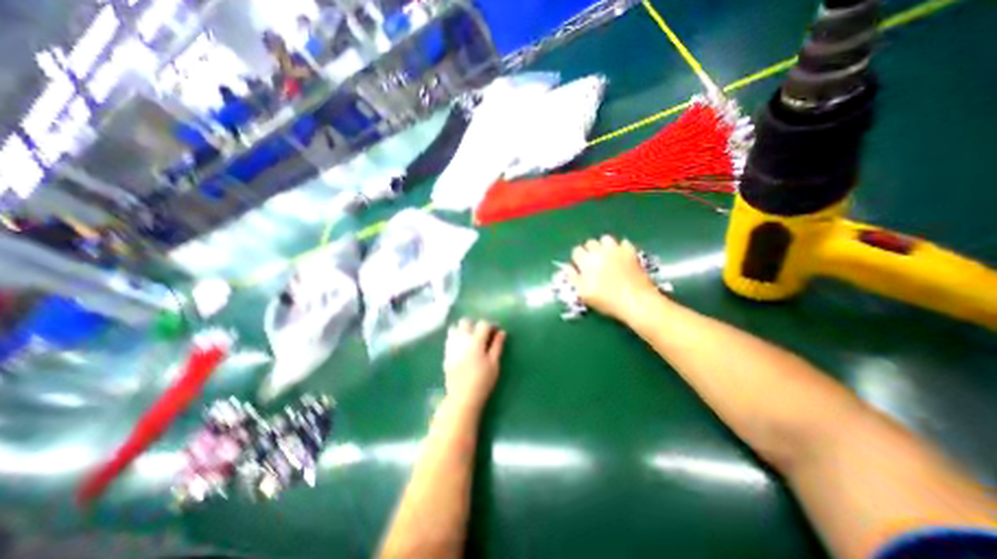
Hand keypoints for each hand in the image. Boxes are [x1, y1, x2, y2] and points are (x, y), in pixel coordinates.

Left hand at [444, 321, 507, 407]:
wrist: (462, 397)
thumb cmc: (482, 381)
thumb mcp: (494, 363)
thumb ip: (497, 346)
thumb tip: (501, 332)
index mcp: (476, 341)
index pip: (483, 324)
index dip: (491, 325)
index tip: (496, 332)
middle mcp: (462, 339)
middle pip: (466, 322)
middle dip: (475, 325)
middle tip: (483, 335)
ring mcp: (452, 346)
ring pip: (455, 328)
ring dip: (464, 329)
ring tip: (471, 339)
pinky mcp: (446, 353)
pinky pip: (450, 338)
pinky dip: (456, 337)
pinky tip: (463, 347)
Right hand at [569, 236, 660, 323]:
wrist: (636, 300)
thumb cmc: (607, 300)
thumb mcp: (584, 293)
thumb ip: (573, 278)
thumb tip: (567, 267)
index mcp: (586, 261)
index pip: (576, 251)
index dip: (577, 259)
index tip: (580, 268)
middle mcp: (600, 251)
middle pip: (590, 243)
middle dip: (589, 251)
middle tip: (593, 264)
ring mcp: (616, 249)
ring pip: (606, 239)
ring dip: (604, 246)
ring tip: (606, 257)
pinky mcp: (631, 251)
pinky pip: (623, 243)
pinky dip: (620, 248)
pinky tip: (621, 257)